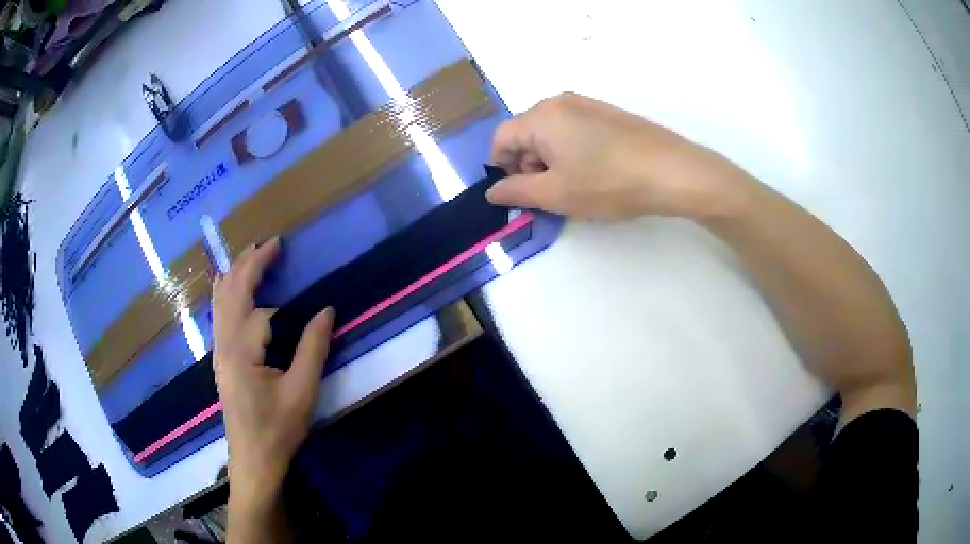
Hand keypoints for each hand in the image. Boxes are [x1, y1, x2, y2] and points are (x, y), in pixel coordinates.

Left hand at [213, 238, 333, 512]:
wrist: (253, 461)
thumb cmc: (278, 429)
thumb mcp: (302, 391)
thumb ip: (313, 348)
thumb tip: (326, 310)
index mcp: (241, 350)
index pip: (252, 298)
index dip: (264, 270)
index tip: (281, 247)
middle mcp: (224, 345)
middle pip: (228, 293)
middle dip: (245, 263)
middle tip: (266, 243)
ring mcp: (219, 353)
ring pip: (219, 303)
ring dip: (233, 275)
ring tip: (249, 257)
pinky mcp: (221, 360)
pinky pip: (219, 315)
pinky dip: (226, 293)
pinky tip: (232, 290)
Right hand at [486, 92, 750, 219]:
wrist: (672, 171)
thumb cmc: (608, 183)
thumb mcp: (556, 194)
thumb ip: (516, 191)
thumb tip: (492, 190)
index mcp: (541, 116)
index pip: (501, 139)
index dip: (501, 169)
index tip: (519, 194)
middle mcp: (560, 101)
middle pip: (525, 133)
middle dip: (528, 164)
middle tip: (550, 194)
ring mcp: (587, 104)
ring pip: (551, 133)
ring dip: (550, 160)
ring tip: (575, 186)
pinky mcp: (607, 113)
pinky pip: (574, 130)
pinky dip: (572, 151)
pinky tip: (594, 172)